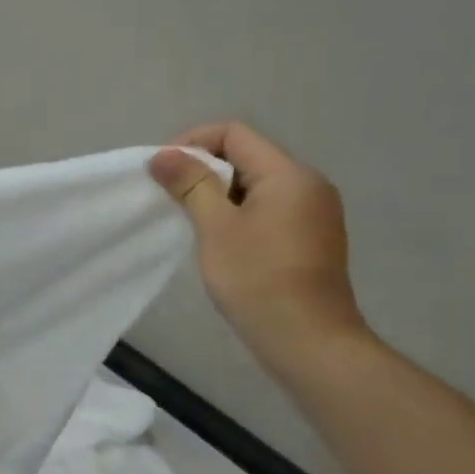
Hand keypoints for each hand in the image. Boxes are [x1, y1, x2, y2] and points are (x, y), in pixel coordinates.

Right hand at [149, 123, 368, 375]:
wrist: (307, 340)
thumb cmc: (258, 279)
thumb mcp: (216, 228)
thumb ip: (191, 184)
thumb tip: (163, 155)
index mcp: (289, 174)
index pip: (234, 134)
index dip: (192, 143)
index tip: (162, 172)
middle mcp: (308, 184)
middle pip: (246, 156)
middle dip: (203, 169)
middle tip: (169, 197)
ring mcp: (313, 212)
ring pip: (255, 184)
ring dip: (217, 193)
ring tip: (189, 220)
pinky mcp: (310, 237)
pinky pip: (267, 208)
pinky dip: (237, 213)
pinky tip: (218, 240)